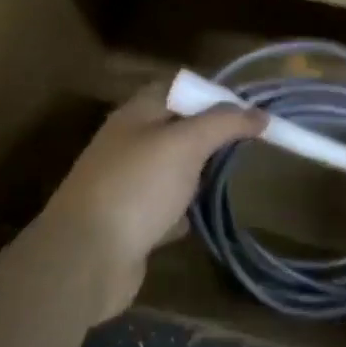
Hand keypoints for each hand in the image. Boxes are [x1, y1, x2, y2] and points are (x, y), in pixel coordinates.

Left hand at [36, 81, 263, 320]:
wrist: (87, 257)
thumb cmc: (137, 187)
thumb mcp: (185, 143)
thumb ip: (223, 124)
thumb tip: (259, 113)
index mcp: (136, 115)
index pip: (176, 89)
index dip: (210, 94)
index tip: (247, 110)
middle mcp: (128, 144)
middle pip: (175, 129)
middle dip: (208, 135)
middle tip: (247, 145)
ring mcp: (126, 185)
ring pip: (171, 170)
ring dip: (196, 174)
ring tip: (231, 177)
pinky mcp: (129, 223)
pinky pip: (163, 209)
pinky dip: (182, 212)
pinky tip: (202, 217)